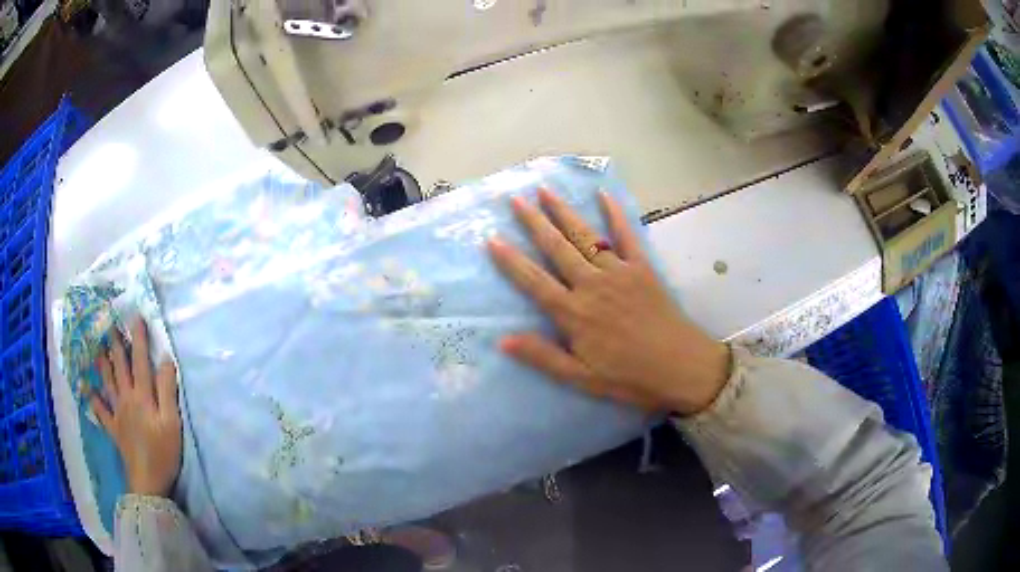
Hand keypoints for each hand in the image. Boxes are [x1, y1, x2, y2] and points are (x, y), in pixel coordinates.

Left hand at [90, 318, 182, 496]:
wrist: (148, 482)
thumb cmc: (163, 452)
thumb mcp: (172, 423)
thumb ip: (167, 390)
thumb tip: (165, 359)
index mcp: (142, 396)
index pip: (140, 360)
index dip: (138, 337)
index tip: (135, 315)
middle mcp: (127, 398)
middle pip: (120, 366)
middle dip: (115, 342)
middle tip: (108, 322)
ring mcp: (117, 413)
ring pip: (107, 381)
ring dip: (101, 361)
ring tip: (95, 345)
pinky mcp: (113, 428)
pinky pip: (99, 410)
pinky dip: (91, 397)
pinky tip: (84, 386)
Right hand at [487, 188, 729, 414]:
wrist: (680, 367)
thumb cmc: (629, 377)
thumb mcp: (582, 378)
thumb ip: (543, 357)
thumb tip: (503, 341)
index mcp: (574, 313)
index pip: (534, 282)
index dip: (511, 261)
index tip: (492, 239)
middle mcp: (592, 285)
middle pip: (557, 248)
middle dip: (534, 222)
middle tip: (515, 199)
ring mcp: (618, 272)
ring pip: (585, 237)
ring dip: (564, 212)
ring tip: (545, 190)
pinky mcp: (642, 268)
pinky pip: (626, 235)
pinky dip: (615, 214)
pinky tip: (604, 195)